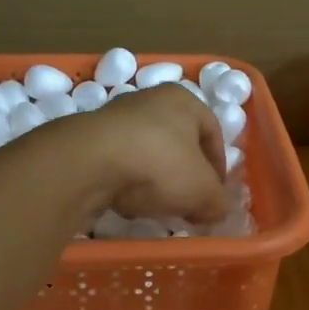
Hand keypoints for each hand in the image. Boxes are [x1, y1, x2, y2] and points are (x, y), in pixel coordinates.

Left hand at [61, 83, 228, 224]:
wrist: (89, 161)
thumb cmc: (159, 163)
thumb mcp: (202, 191)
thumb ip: (218, 202)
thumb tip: (219, 210)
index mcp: (184, 99)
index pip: (213, 132)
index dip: (219, 167)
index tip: (215, 197)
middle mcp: (150, 99)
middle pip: (178, 142)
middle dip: (184, 175)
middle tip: (188, 203)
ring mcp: (116, 116)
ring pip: (147, 152)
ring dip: (154, 180)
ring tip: (155, 206)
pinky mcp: (90, 137)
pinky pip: (119, 162)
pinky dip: (126, 181)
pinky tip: (126, 201)